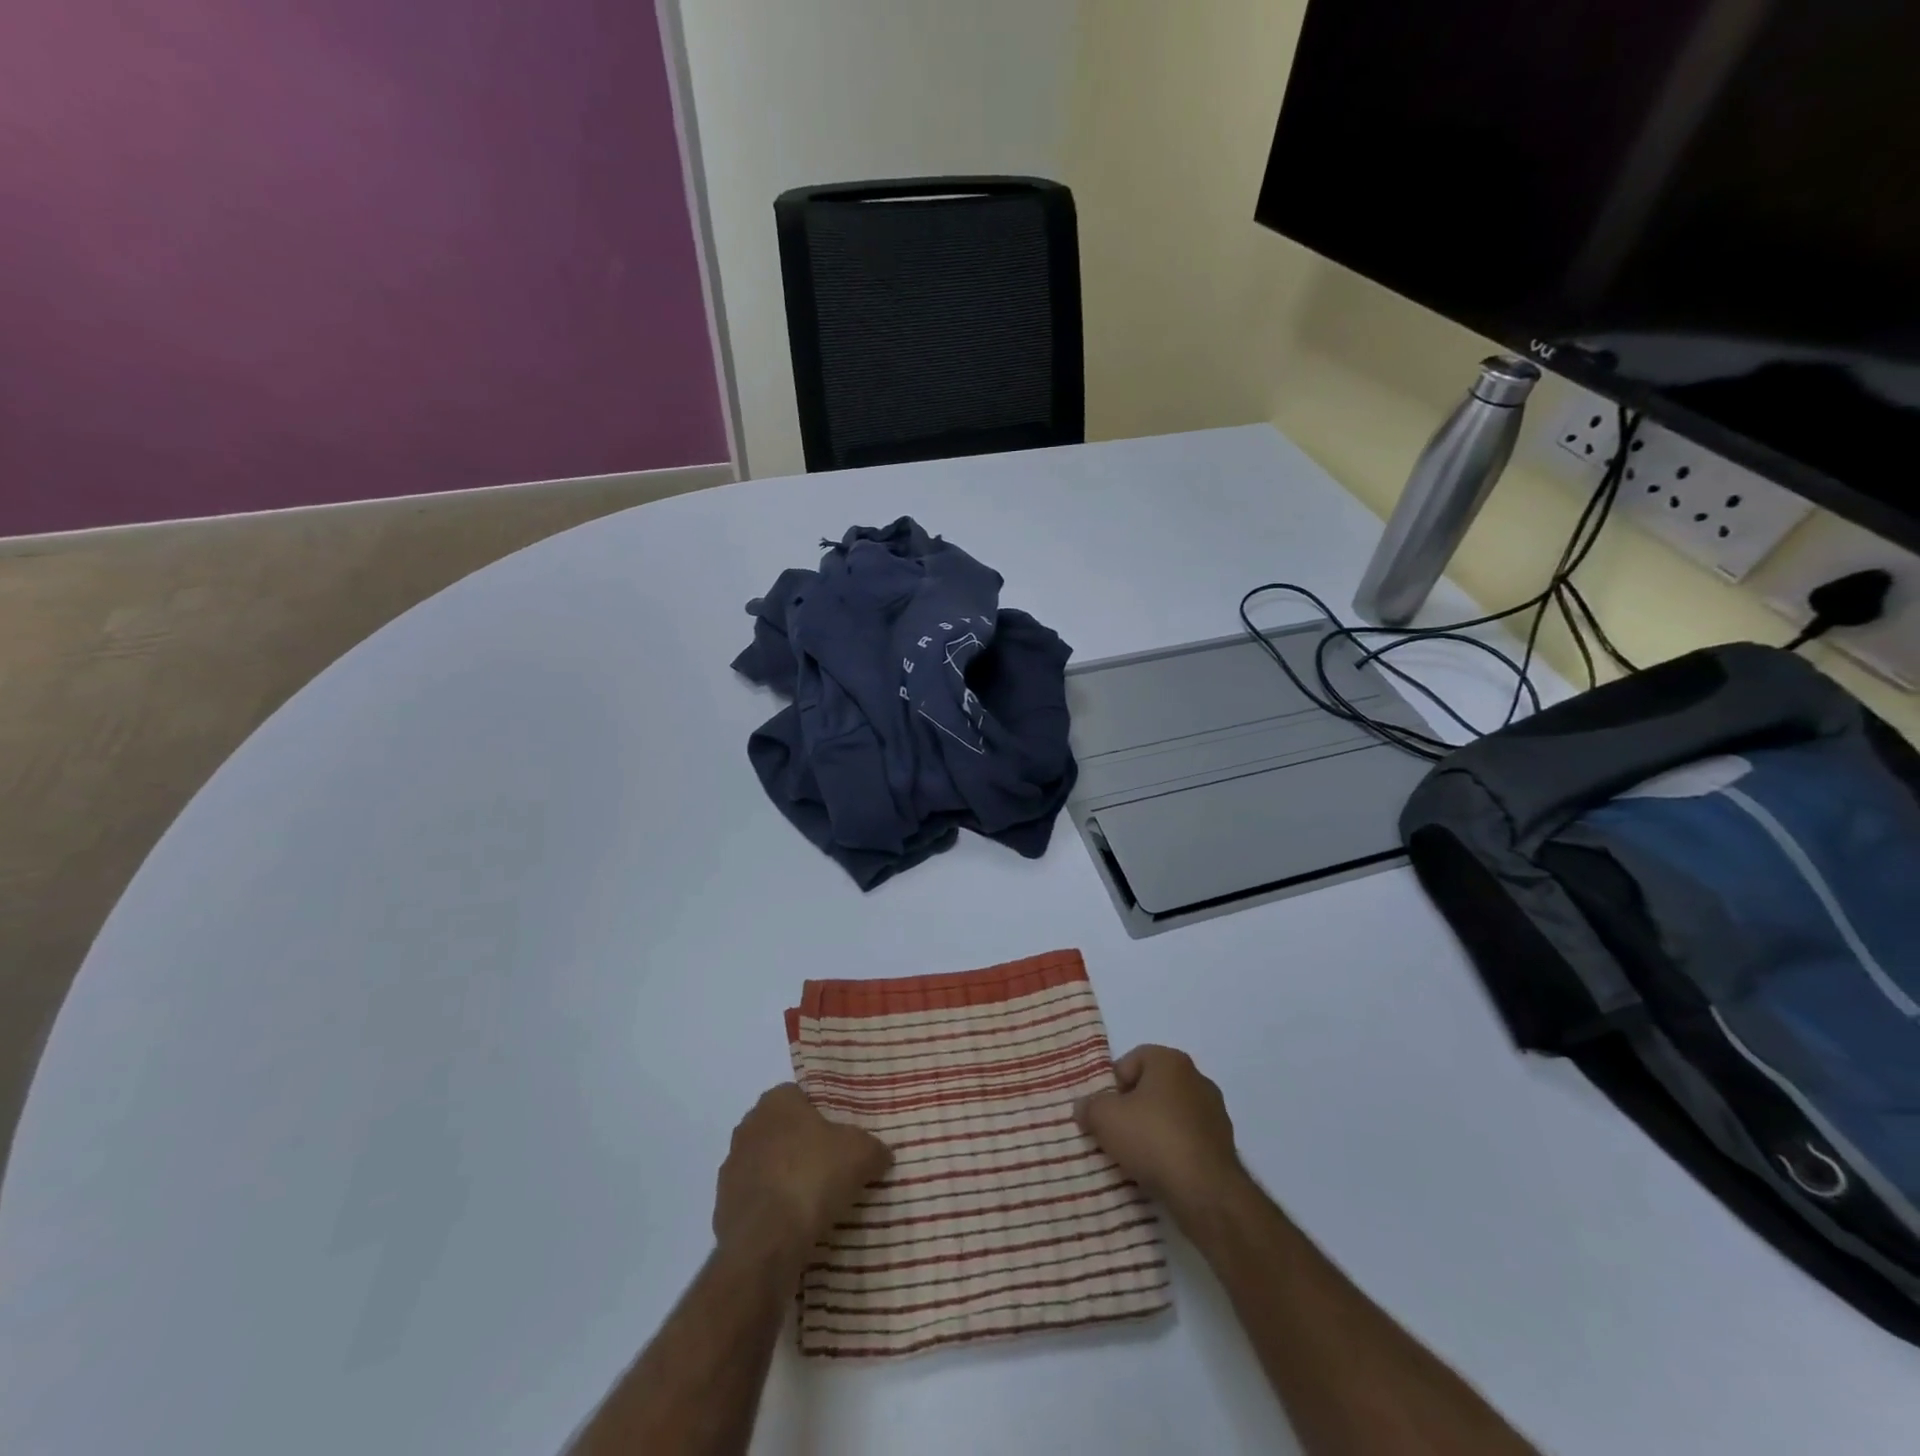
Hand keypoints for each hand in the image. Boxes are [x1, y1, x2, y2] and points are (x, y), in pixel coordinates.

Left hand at [713, 1085, 891, 1273]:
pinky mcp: (723, 1207)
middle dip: (801, 1146)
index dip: (821, 1114)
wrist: (766, 1243)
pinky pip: (755, 1200)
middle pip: (782, 1130)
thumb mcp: (861, 1154)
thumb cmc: (813, 1178)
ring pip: (766, 1165)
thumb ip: (873, 1147)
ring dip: (784, 1178)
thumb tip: (880, 1153)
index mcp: (776, 1101)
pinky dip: (771, 1209)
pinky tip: (792, 1226)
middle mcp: (748, 1127)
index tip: (840, 1138)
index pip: (800, 1096)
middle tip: (831, 1167)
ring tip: (813, 1202)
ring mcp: (731, 1168)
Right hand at [1076, 1045, 1249, 1228]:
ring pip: (1170, 1114)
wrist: (1206, 1191)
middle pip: (1152, 1087)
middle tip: (1115, 1133)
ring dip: (1153, 1130)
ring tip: (1136, 1157)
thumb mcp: (1105, 1118)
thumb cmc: (1152, 1139)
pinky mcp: (1224, 1145)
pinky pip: (1187, 1139)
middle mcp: (1197, 1078)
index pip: (1132, 1060)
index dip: (1113, 1084)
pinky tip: (1160, 1170)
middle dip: (1132, 1108)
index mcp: (1170, 1061)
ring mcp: (1214, 1112)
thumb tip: (1085, 1107)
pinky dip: (1173, 1149)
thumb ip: (1089, 1106)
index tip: (1104, 1111)